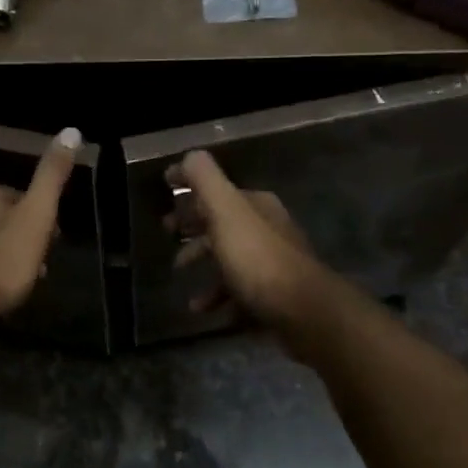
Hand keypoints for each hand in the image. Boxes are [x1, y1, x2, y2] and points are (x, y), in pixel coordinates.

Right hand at [165, 150, 325, 332]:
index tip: (166, 190)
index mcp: (256, 205)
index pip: (217, 189)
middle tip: (168, 232)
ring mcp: (272, 263)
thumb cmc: (257, 258)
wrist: (302, 311)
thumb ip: (205, 180)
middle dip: (194, 226)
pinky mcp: (273, 295)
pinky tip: (202, 309)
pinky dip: (218, 297)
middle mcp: (267, 228)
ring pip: (229, 257)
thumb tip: (188, 156)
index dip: (190, 188)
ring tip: (180, 274)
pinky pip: (239, 291)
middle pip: (223, 222)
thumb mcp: (226, 211)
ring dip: (203, 263)